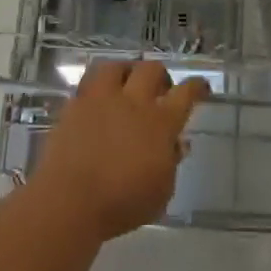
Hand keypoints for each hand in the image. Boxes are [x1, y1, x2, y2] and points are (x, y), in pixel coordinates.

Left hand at [27, 60, 210, 242]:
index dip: (196, 86)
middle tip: (160, 89)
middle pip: (151, 70)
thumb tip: (177, 144)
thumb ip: (171, 163)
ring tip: (126, 83)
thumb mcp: (160, 192)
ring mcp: (101, 100)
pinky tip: (98, 100)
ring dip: (125, 71)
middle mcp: (133, 102)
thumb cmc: (121, 203)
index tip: (201, 86)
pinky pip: (88, 83)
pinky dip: (97, 88)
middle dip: (160, 75)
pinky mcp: (74, 106)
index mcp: (160, 122)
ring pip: (116, 66)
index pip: (185, 94)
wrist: (69, 200)